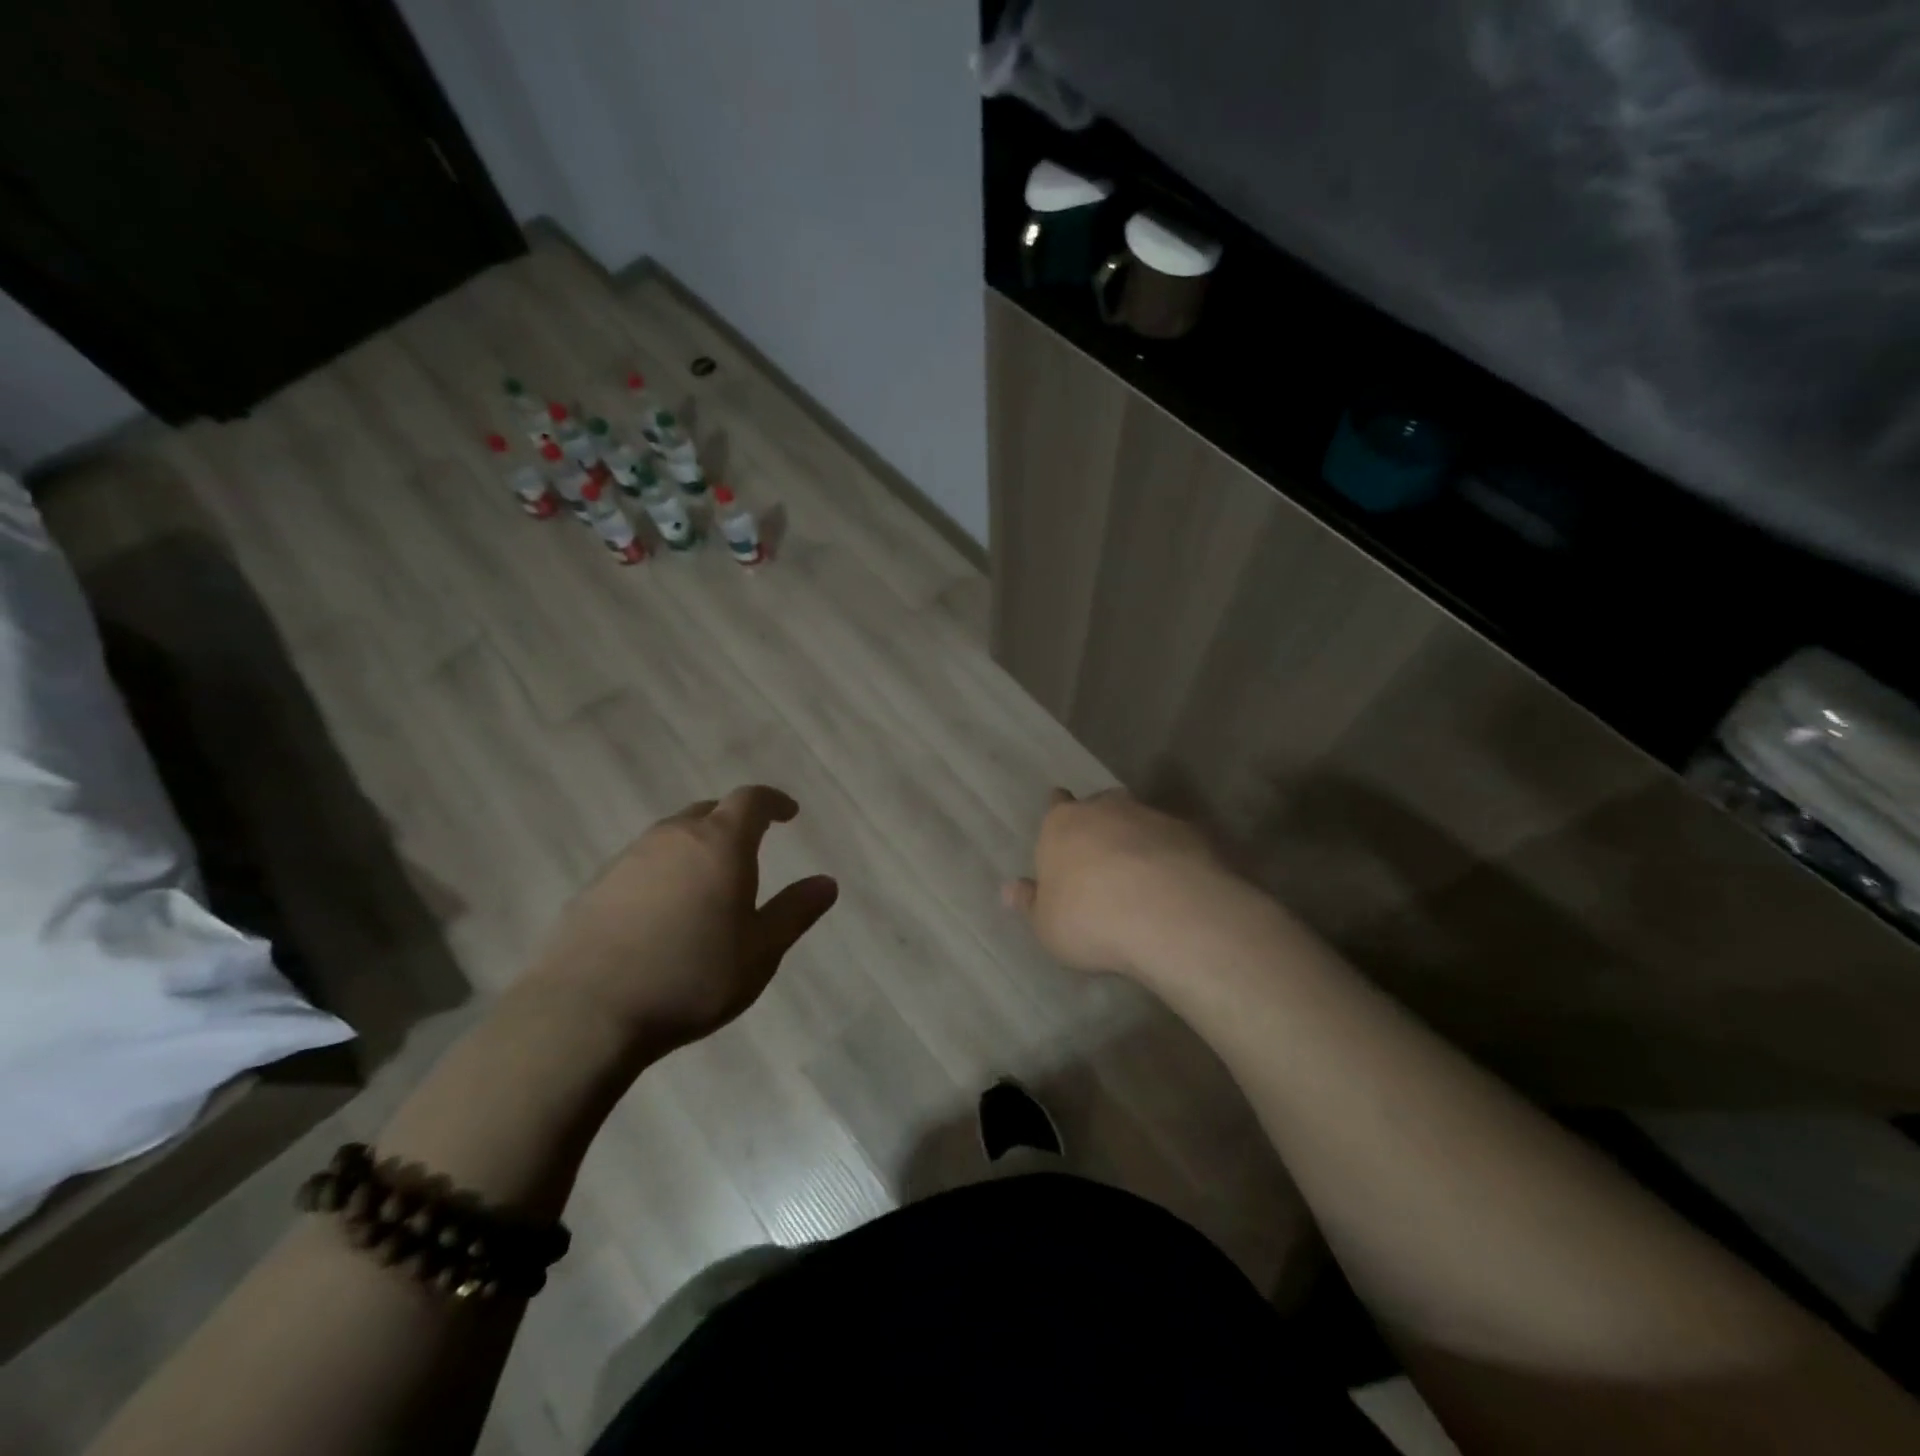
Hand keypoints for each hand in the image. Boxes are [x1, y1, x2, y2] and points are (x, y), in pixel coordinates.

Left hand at [524, 786, 837, 1056]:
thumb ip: (795, 911)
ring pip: (671, 837)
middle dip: (733, 822)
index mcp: (720, 844)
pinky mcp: (595, 887)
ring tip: (707, 882)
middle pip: (708, 812)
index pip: (751, 800)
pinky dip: (662, 873)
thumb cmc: (691, 976)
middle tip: (749, 847)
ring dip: (695, 847)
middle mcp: (673, 837)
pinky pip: (641, 864)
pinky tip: (661, 912)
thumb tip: (827, 883)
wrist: (585, 1011)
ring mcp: (628, 859)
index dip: (773, 801)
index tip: (788, 812)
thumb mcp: (760, 951)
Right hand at [1004, 789, 1234, 977]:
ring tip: (1141, 873)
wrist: (1166, 914)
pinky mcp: (1191, 834)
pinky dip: (1171, 856)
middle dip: (1101, 824)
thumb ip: (1030, 903)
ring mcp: (1151, 817)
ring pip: (1139, 819)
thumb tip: (1009, 889)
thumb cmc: (1089, 918)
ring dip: (1138, 839)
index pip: (1056, 804)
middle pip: (1100, 805)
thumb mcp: (1046, 925)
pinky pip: (1174, 841)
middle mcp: (1105, 809)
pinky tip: (1174, 884)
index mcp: (1062, 824)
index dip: (1059, 816)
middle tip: (1102, 854)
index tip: (1064, 830)